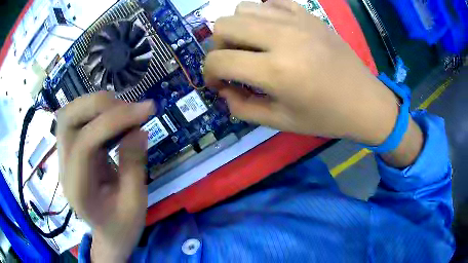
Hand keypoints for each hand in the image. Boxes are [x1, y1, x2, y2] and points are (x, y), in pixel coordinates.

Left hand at [57, 92, 153, 261]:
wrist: (108, 235)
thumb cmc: (122, 227)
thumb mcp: (136, 204)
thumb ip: (134, 166)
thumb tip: (138, 129)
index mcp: (78, 189)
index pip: (86, 143)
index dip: (114, 121)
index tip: (146, 110)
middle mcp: (64, 168)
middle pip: (67, 119)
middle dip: (99, 105)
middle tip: (130, 108)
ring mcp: (64, 157)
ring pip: (69, 114)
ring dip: (96, 104)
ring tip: (123, 111)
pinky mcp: (71, 151)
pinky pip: (77, 120)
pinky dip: (96, 111)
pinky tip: (114, 118)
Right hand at [204, 0, 399, 144]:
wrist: (364, 101)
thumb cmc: (326, 117)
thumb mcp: (280, 122)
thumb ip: (242, 108)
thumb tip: (222, 90)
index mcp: (276, 71)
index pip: (218, 61)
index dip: (209, 73)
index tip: (217, 83)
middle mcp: (282, 37)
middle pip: (223, 25)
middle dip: (218, 46)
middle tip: (233, 62)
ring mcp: (297, 20)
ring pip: (243, 8)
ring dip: (238, 28)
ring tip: (252, 45)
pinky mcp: (308, 14)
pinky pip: (271, 2)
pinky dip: (262, 15)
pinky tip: (272, 31)